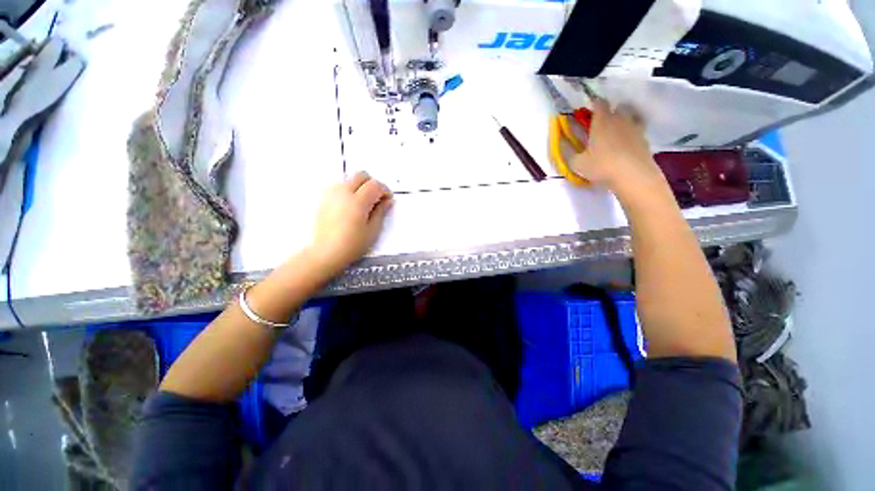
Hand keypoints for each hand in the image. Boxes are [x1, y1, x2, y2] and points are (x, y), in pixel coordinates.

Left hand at [308, 172, 392, 275]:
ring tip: (363, 202)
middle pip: (361, 175)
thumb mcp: (373, 230)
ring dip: (360, 185)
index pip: (375, 185)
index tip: (388, 200)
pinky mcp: (324, 199)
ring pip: (349, 178)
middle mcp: (344, 192)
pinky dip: (348, 189)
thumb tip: (387, 201)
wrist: (326, 252)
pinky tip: (351, 205)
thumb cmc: (353, 244)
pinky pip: (339, 186)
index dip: (385, 190)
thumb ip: (381, 212)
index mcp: (358, 201)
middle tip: (377, 198)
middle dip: (372, 183)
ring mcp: (332, 194)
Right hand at [570, 100, 666, 199]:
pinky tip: (626, 145)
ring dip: (624, 121)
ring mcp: (635, 128)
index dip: (594, 103)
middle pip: (618, 107)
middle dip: (611, 111)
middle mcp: (620, 119)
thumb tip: (569, 151)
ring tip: (616, 133)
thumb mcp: (578, 164)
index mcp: (602, 121)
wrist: (633, 176)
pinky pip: (638, 131)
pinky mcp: (645, 140)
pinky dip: (632, 135)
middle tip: (603, 123)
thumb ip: (572, 155)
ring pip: (631, 117)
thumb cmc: (601, 166)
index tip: (589, 109)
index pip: (599, 103)